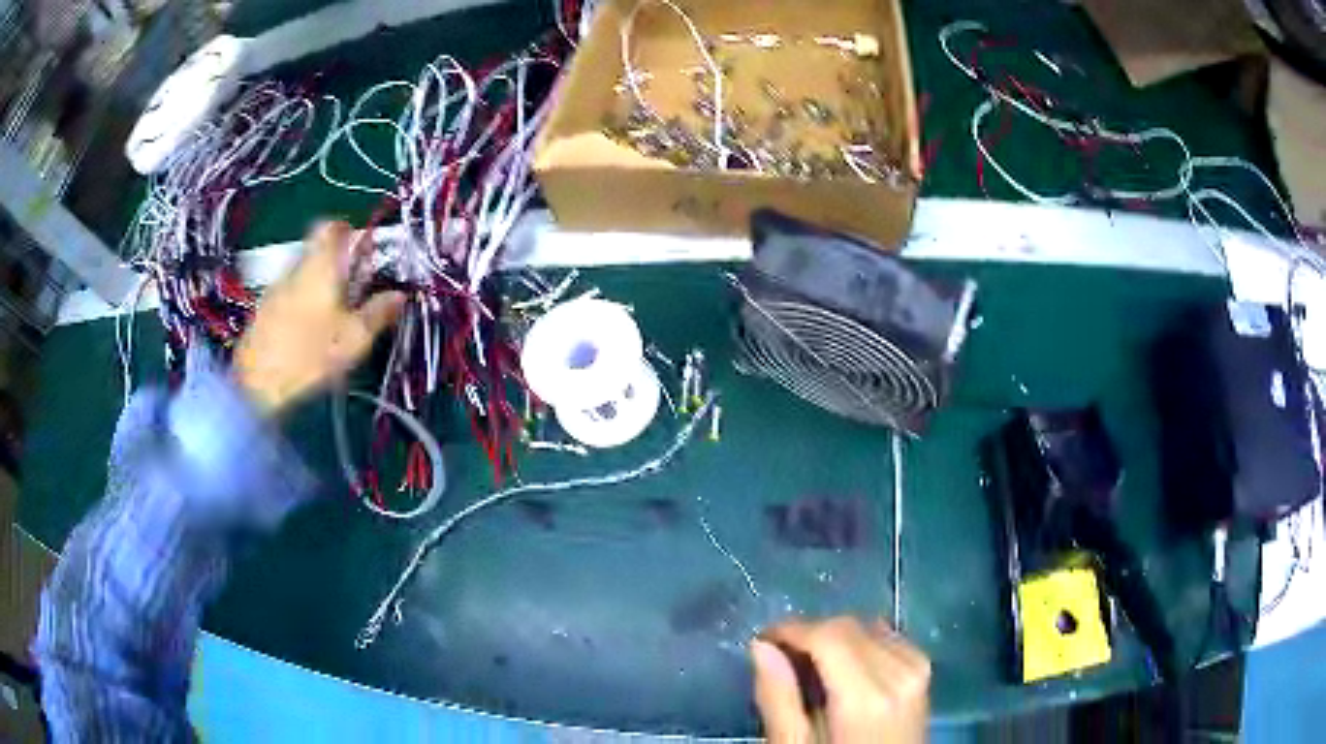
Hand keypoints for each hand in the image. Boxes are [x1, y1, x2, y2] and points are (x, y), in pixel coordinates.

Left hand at [234, 221, 404, 414]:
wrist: (256, 386)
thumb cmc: (310, 356)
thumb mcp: (355, 339)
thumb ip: (378, 313)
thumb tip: (399, 295)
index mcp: (320, 266)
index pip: (331, 227)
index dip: (347, 231)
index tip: (360, 246)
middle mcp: (295, 269)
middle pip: (315, 251)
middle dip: (334, 263)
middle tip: (353, 286)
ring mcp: (274, 291)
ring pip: (300, 275)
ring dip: (316, 285)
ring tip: (331, 315)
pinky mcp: (261, 315)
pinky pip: (287, 297)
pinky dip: (300, 305)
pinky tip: (307, 333)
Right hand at [751, 617, 929, 742]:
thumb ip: (778, 698)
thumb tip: (761, 646)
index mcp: (866, 696)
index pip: (827, 634)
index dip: (790, 629)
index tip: (761, 641)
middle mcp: (899, 672)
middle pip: (848, 627)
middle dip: (810, 633)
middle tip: (779, 658)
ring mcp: (917, 669)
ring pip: (867, 627)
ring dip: (835, 639)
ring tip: (810, 668)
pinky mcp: (923, 671)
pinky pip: (888, 638)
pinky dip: (860, 644)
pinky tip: (844, 670)